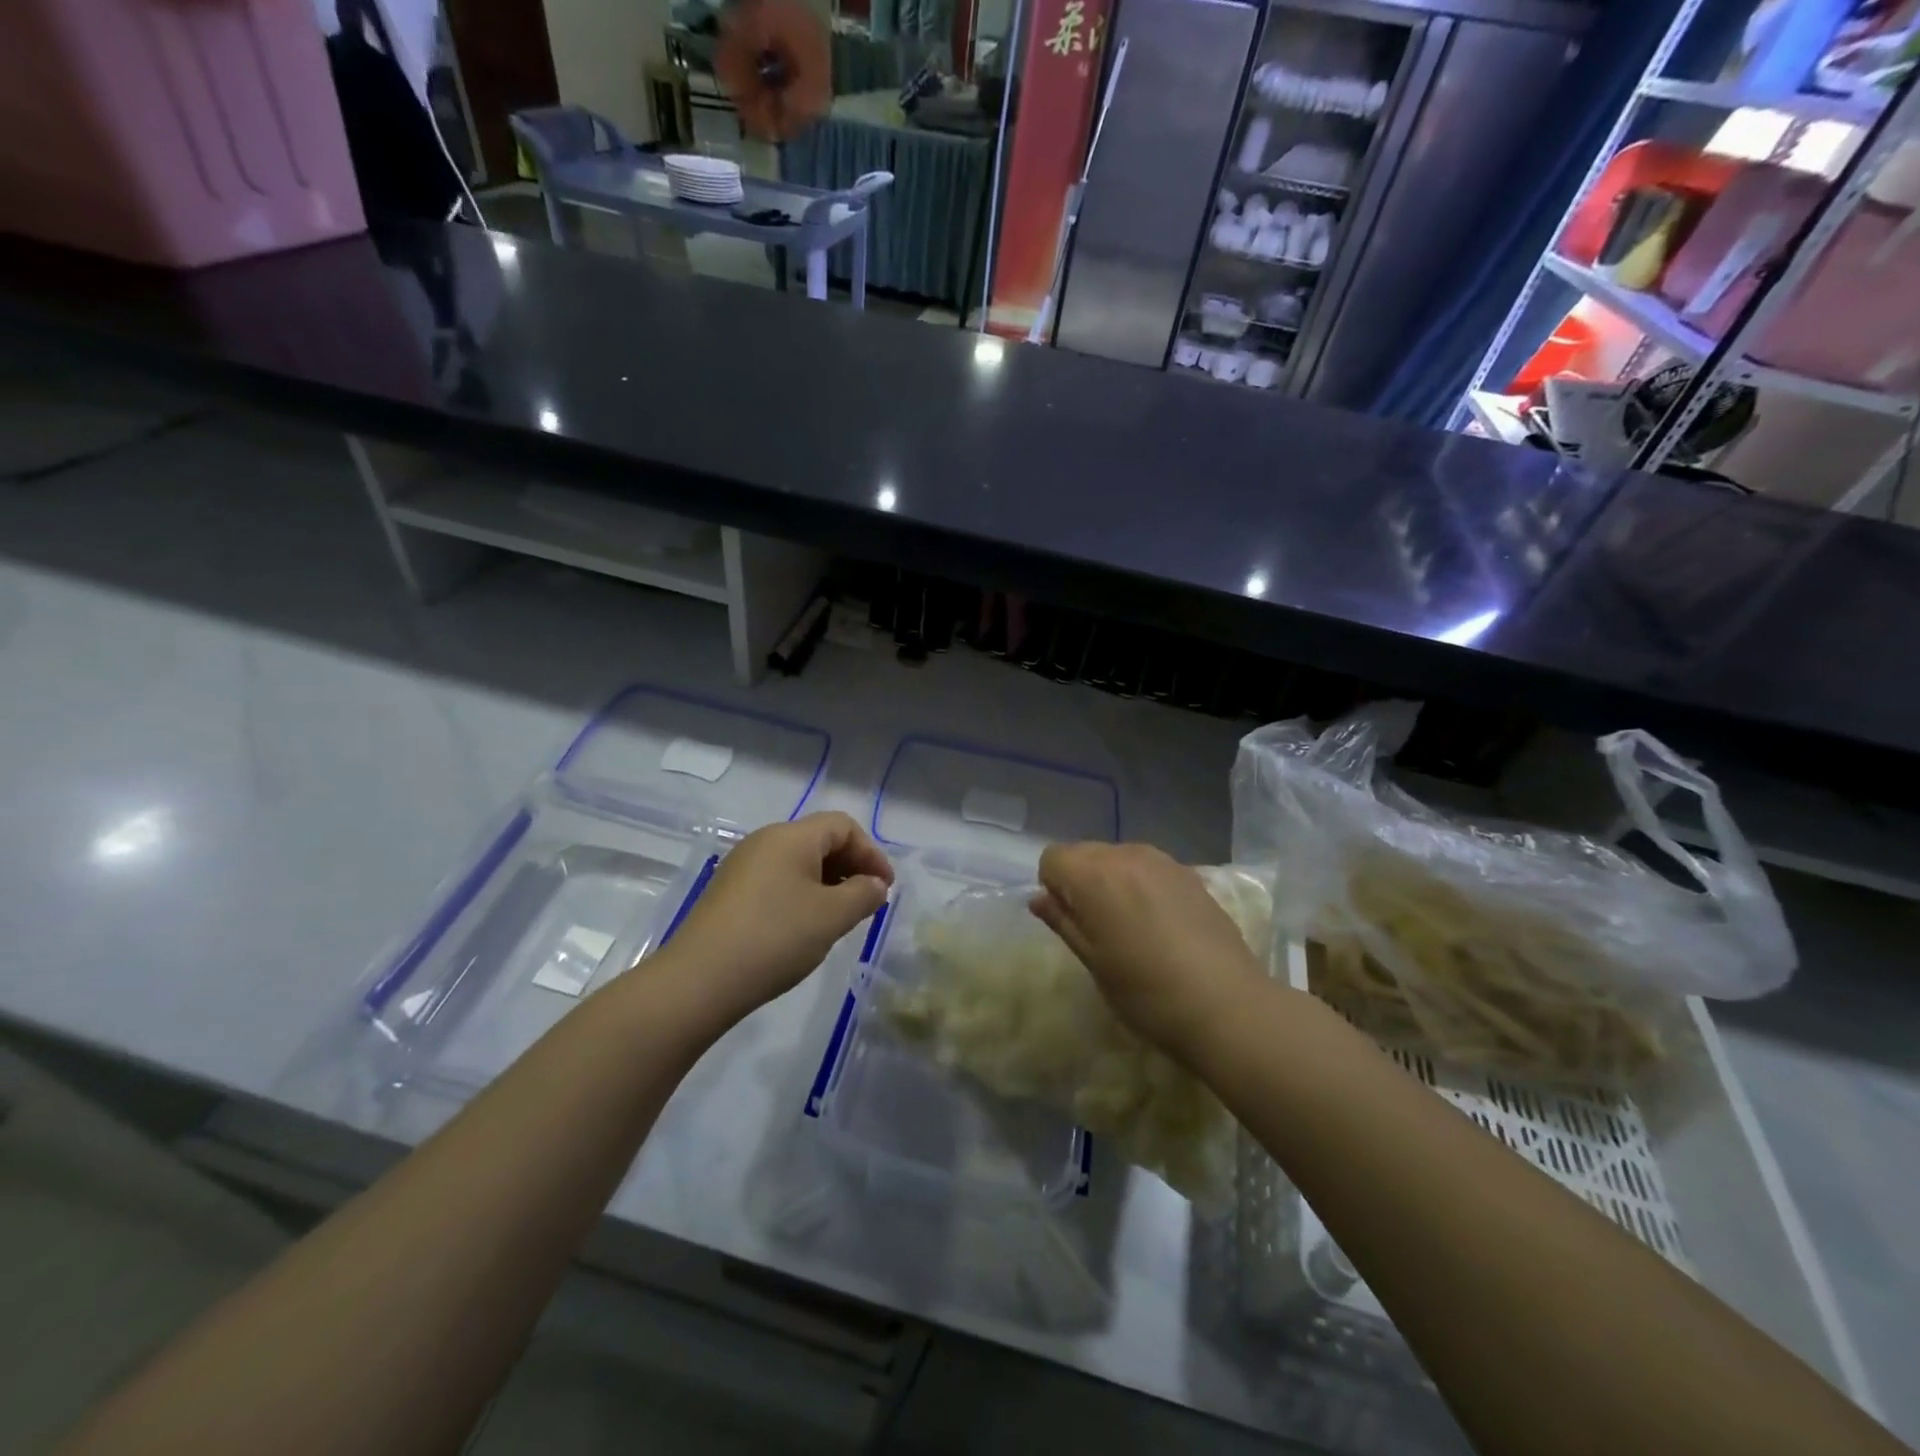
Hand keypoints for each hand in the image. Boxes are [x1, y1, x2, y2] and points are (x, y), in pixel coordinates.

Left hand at [656, 811, 892, 1021]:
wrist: (698, 980)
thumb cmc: (775, 938)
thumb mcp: (832, 916)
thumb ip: (863, 894)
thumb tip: (874, 885)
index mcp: (791, 836)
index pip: (843, 826)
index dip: (871, 852)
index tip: (884, 889)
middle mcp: (764, 841)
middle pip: (820, 840)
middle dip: (851, 867)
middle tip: (866, 904)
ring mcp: (742, 867)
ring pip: (797, 863)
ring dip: (827, 884)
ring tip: (839, 919)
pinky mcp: (728, 893)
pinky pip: (777, 881)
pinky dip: (801, 896)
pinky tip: (803, 929)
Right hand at [1031, 842, 1265, 1063]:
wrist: (1226, 1005)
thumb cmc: (1146, 991)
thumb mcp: (1093, 961)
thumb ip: (1063, 921)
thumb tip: (1039, 899)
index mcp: (1095, 875)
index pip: (1052, 858)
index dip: (1054, 888)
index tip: (1072, 922)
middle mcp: (1126, 855)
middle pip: (1084, 852)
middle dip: (1081, 881)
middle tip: (1098, 928)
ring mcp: (1162, 861)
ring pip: (1118, 857)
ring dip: (1112, 882)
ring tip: (1131, 927)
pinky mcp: (1190, 873)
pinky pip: (1149, 868)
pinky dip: (1142, 885)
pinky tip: (1161, 924)